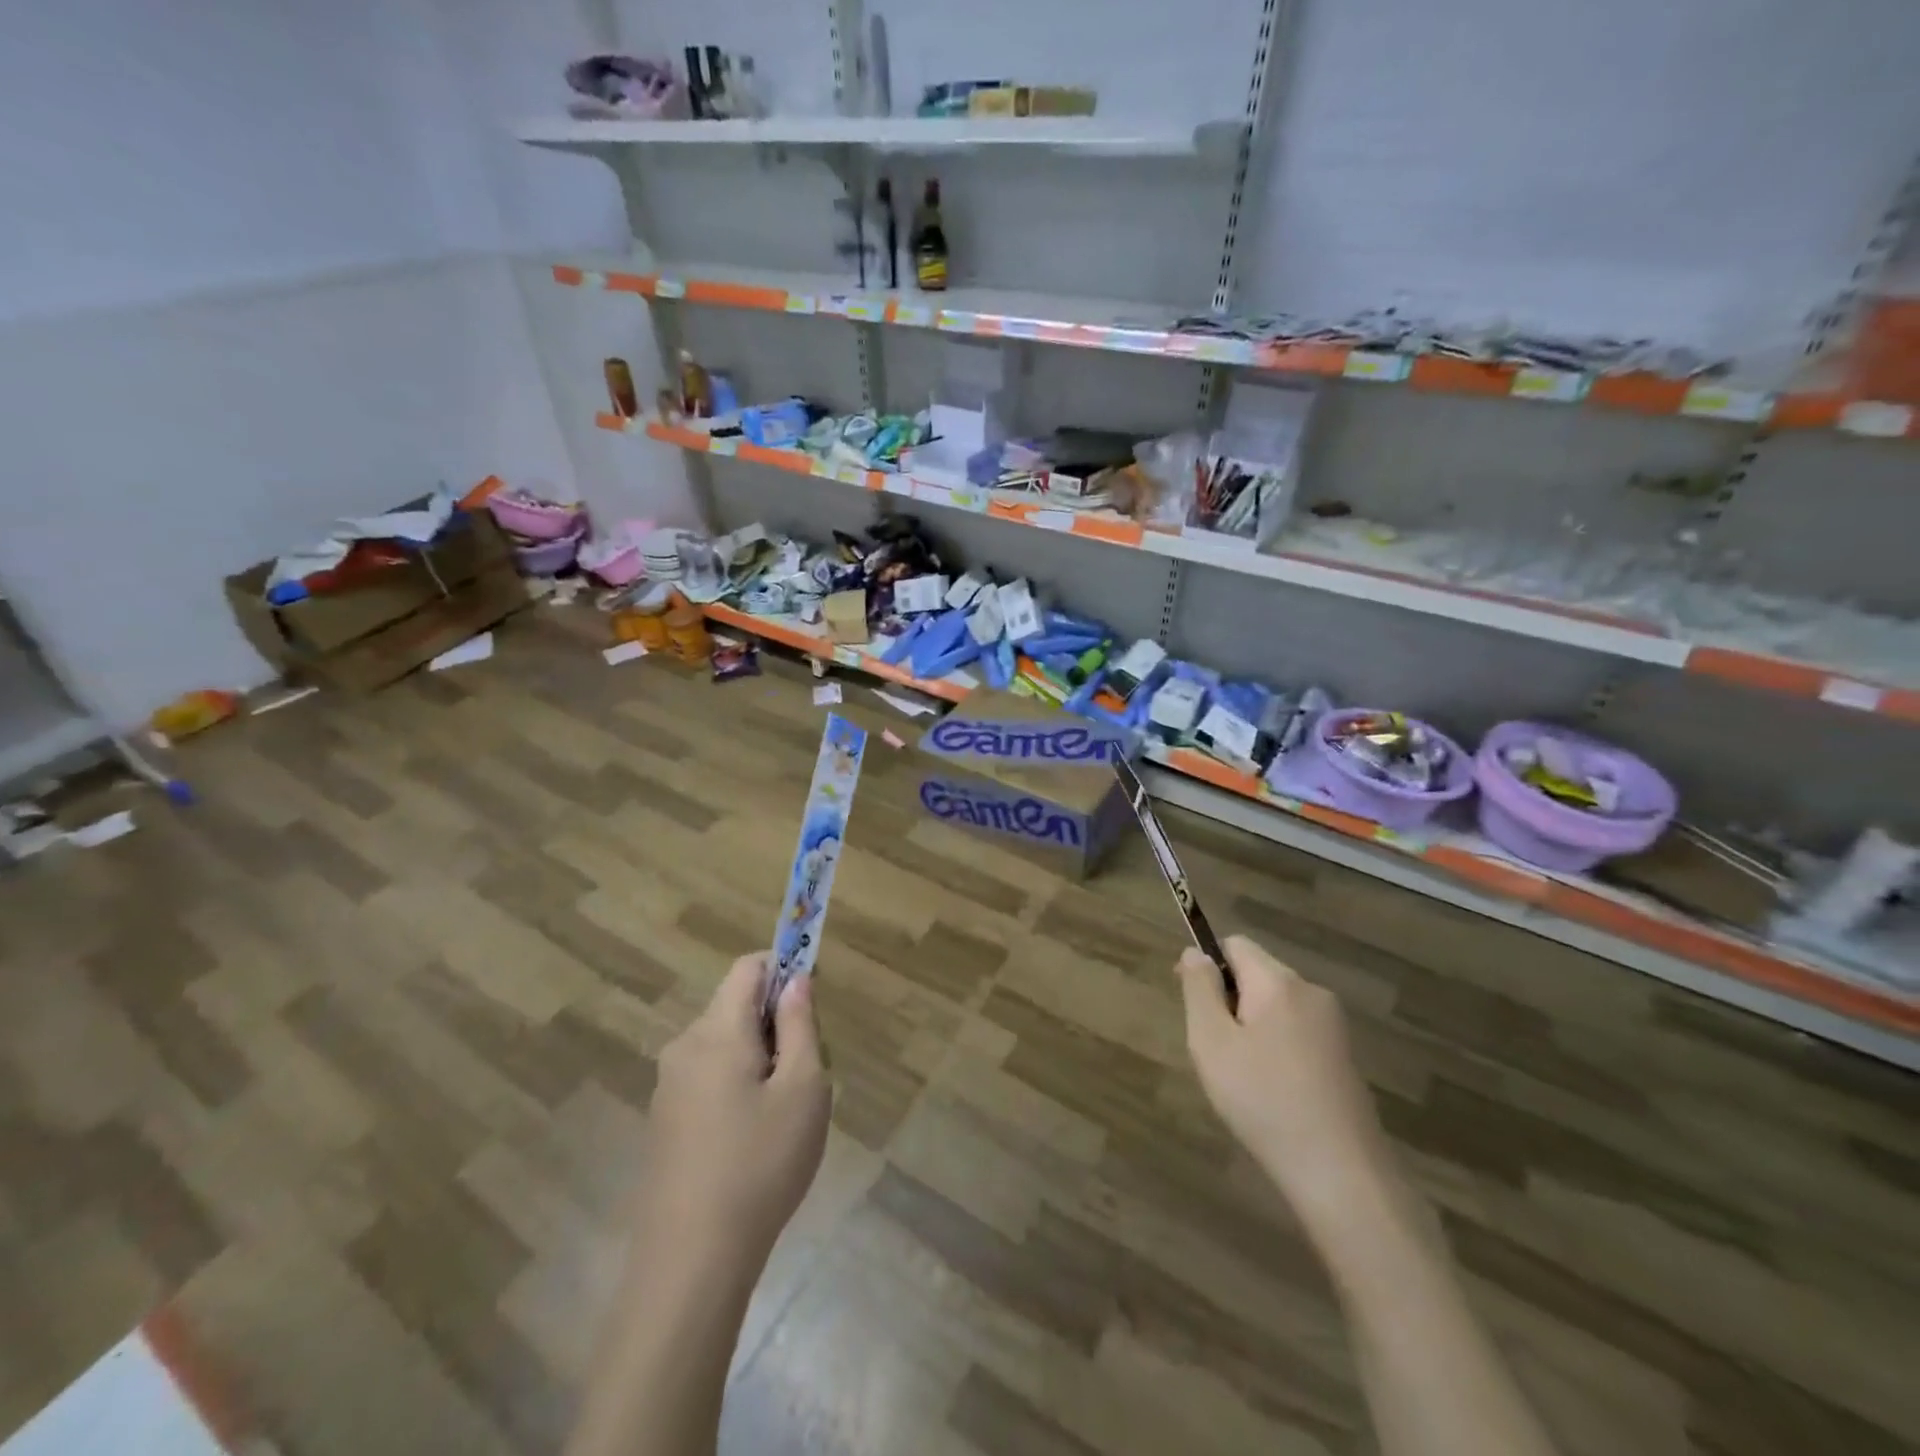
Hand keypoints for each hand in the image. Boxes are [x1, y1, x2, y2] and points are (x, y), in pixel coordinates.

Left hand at [639, 954, 831, 1267]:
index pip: (748, 968)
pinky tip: (753, 1140)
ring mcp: (668, 1087)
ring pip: (724, 1044)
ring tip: (784, 1113)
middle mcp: (685, 1047)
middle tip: (807, 1073)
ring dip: (760, 1057)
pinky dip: (737, 1085)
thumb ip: (801, 1025)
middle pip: (736, 1006)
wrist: (690, 1263)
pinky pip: (708, 1077)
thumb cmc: (759, 1165)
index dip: (784, 967)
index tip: (811, 999)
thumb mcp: (803, 1089)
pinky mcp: (664, 1121)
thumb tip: (796, 981)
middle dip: (776, 1022)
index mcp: (717, 1031)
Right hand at [1176, 935, 1391, 1231]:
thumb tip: (1194, 952)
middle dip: (1229, 1000)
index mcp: (1278, 982)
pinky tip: (1271, 1091)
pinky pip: (1297, 1032)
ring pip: (1276, 1005)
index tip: (1191, 1002)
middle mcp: (1311, 992)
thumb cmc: (1263, 1100)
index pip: (1235, 944)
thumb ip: (1199, 989)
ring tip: (1241, 1076)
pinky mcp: (1344, 1057)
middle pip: (1257, 974)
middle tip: (1215, 1049)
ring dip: (1251, 1026)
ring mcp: (1334, 1026)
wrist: (1341, 1174)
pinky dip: (1276, 1048)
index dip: (1206, 964)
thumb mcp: (1212, 1042)